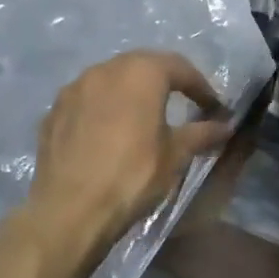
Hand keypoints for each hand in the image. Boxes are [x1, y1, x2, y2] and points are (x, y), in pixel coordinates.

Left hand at [20, 51, 233, 260]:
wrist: (69, 211)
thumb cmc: (133, 175)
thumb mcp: (176, 154)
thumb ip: (202, 133)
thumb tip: (225, 126)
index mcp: (141, 73)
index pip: (180, 68)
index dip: (201, 87)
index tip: (214, 107)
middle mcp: (105, 69)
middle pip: (143, 66)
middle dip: (166, 81)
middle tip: (183, 102)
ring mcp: (74, 88)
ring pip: (111, 79)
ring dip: (132, 91)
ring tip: (144, 115)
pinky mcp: (53, 112)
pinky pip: (87, 100)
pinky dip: (104, 108)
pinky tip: (109, 132)